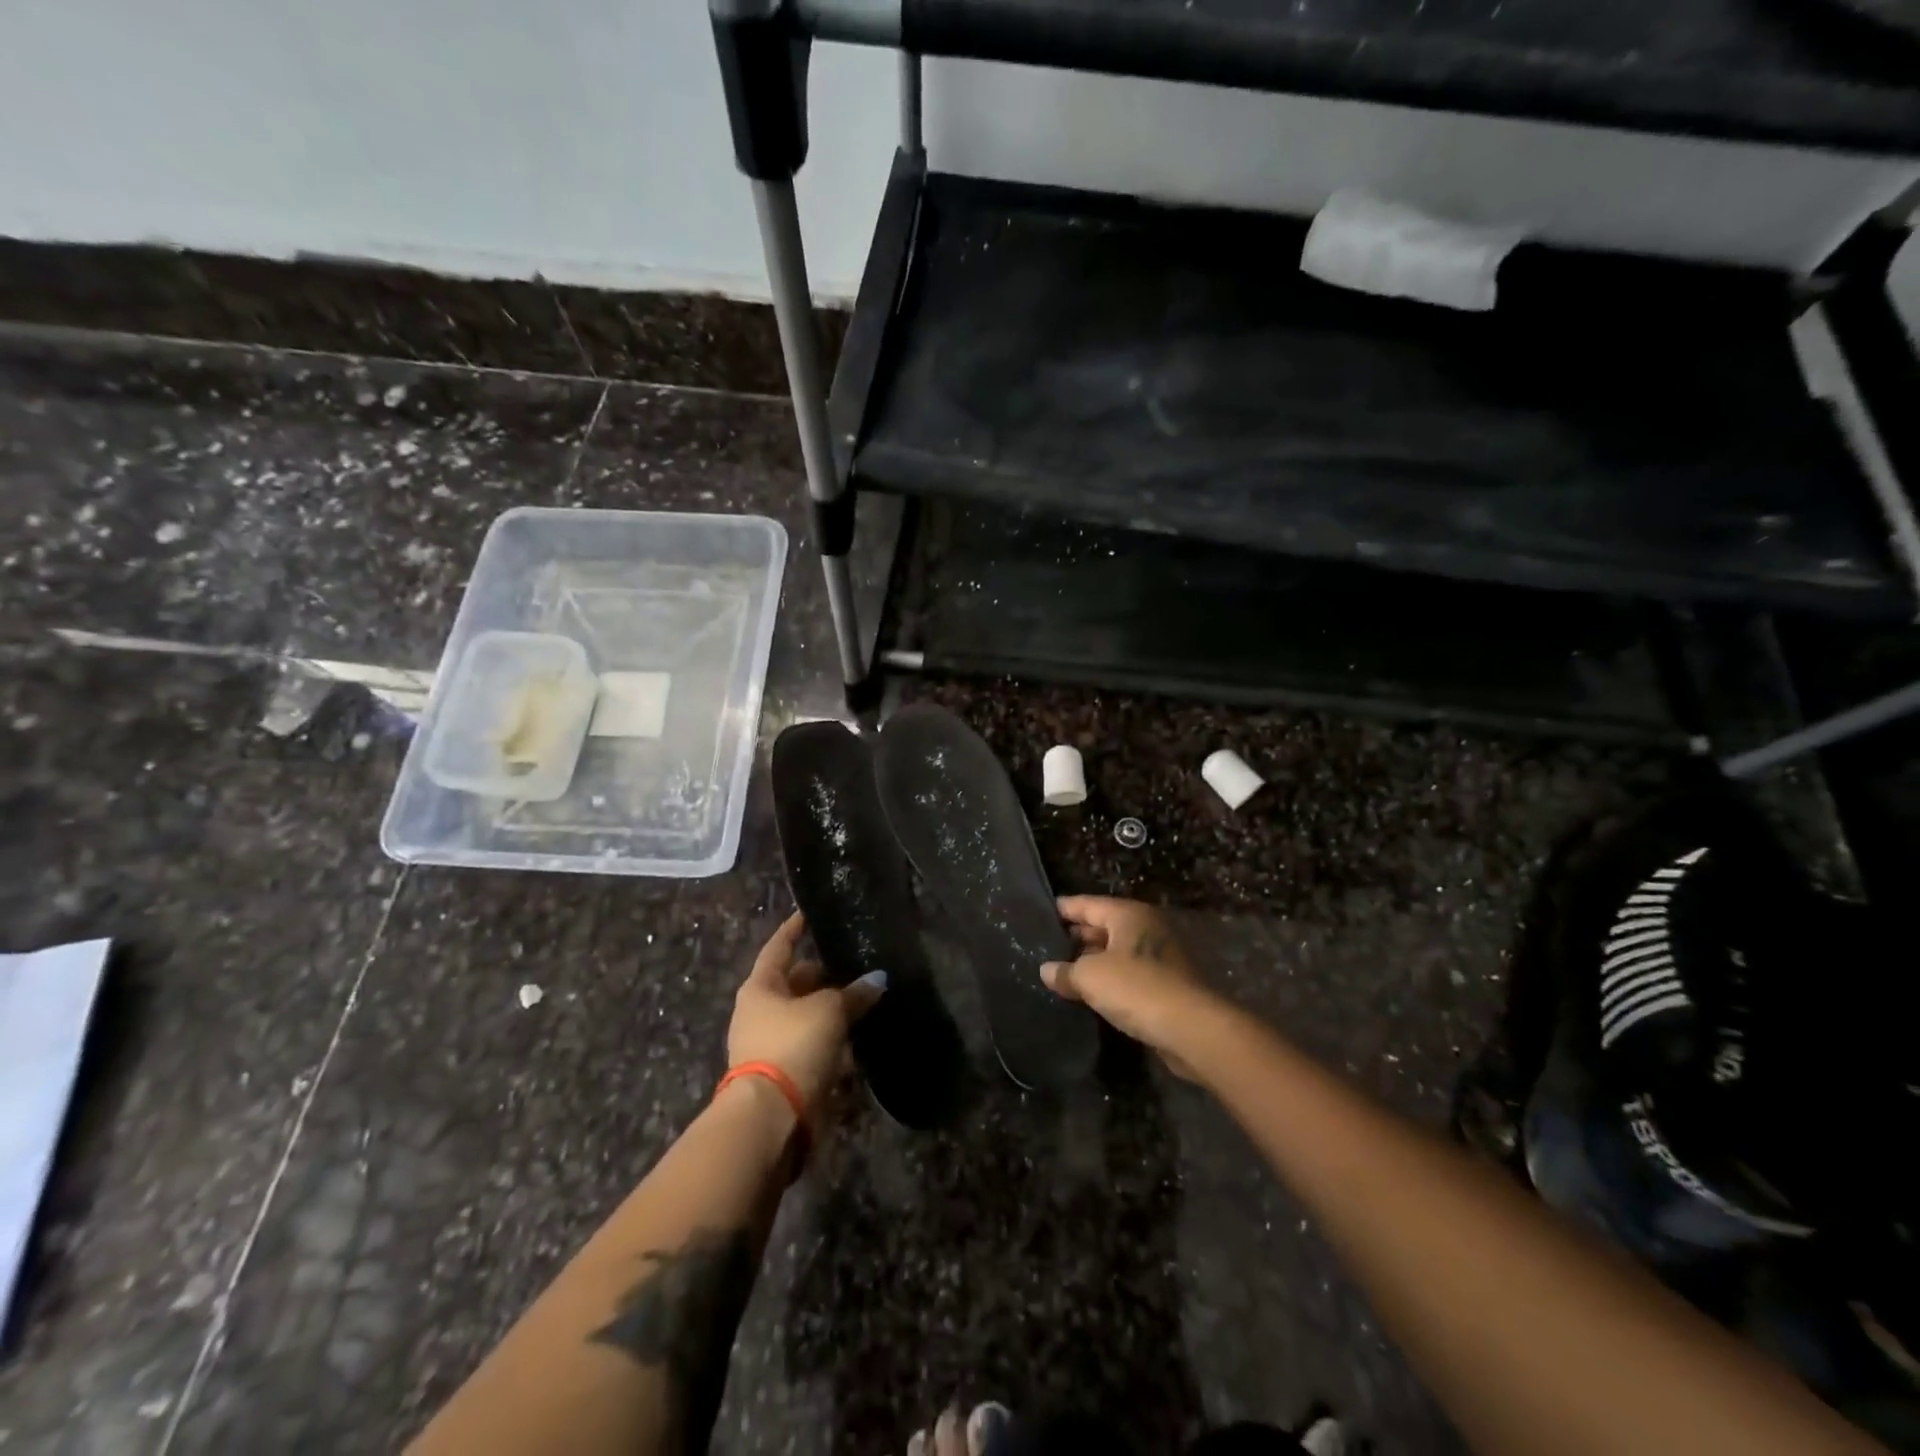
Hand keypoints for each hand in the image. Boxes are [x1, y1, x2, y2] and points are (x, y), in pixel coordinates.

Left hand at [728, 911, 885, 1112]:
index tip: (809, 913)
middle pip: (797, 985)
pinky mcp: (787, 1075)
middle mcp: (762, 1013)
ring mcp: (772, 1046)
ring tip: (868, 1001)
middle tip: (856, 965)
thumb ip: (854, 994)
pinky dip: (837, 1046)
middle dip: (826, 977)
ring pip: (809, 1018)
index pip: (779, 947)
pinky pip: (816, 1050)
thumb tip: (878, 980)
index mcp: (761, 988)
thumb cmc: (793, 1045)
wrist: (772, 1117)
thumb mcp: (829, 1011)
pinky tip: (863, 1041)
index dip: (795, 929)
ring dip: (834, 1013)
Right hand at [1042, 896, 1218, 1077]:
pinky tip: (1091, 994)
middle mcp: (1148, 927)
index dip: (1063, 909)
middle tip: (1046, 948)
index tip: (1039, 914)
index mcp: (1129, 914)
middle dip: (1076, 938)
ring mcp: (1162, 956)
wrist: (1193, 1029)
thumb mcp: (1090, 977)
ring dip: (1093, 962)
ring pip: (1118, 953)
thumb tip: (1047, 970)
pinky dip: (1111, 980)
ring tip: (1062, 973)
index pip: (1087, 904)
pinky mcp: (1169, 984)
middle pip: (1104, 926)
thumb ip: (1065, 971)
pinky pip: (1131, 974)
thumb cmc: (1137, 989)